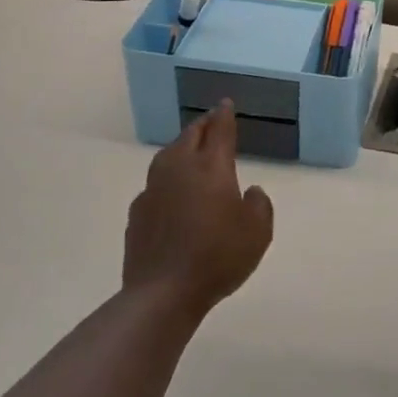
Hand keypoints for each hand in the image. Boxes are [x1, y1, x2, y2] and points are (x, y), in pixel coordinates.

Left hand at [123, 103, 273, 318]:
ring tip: (190, 150)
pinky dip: (167, 179)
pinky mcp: (138, 213)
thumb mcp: (258, 232)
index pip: (219, 130)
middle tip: (211, 121)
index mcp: (211, 167)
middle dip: (203, 125)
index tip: (225, 103)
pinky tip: (172, 192)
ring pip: (168, 156)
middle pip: (190, 136)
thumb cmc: (218, 257)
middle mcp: (179, 169)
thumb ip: (259, 205)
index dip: (224, 115)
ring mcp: (153, 190)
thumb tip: (251, 192)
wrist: (162, 293)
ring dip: (181, 147)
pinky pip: (155, 184)